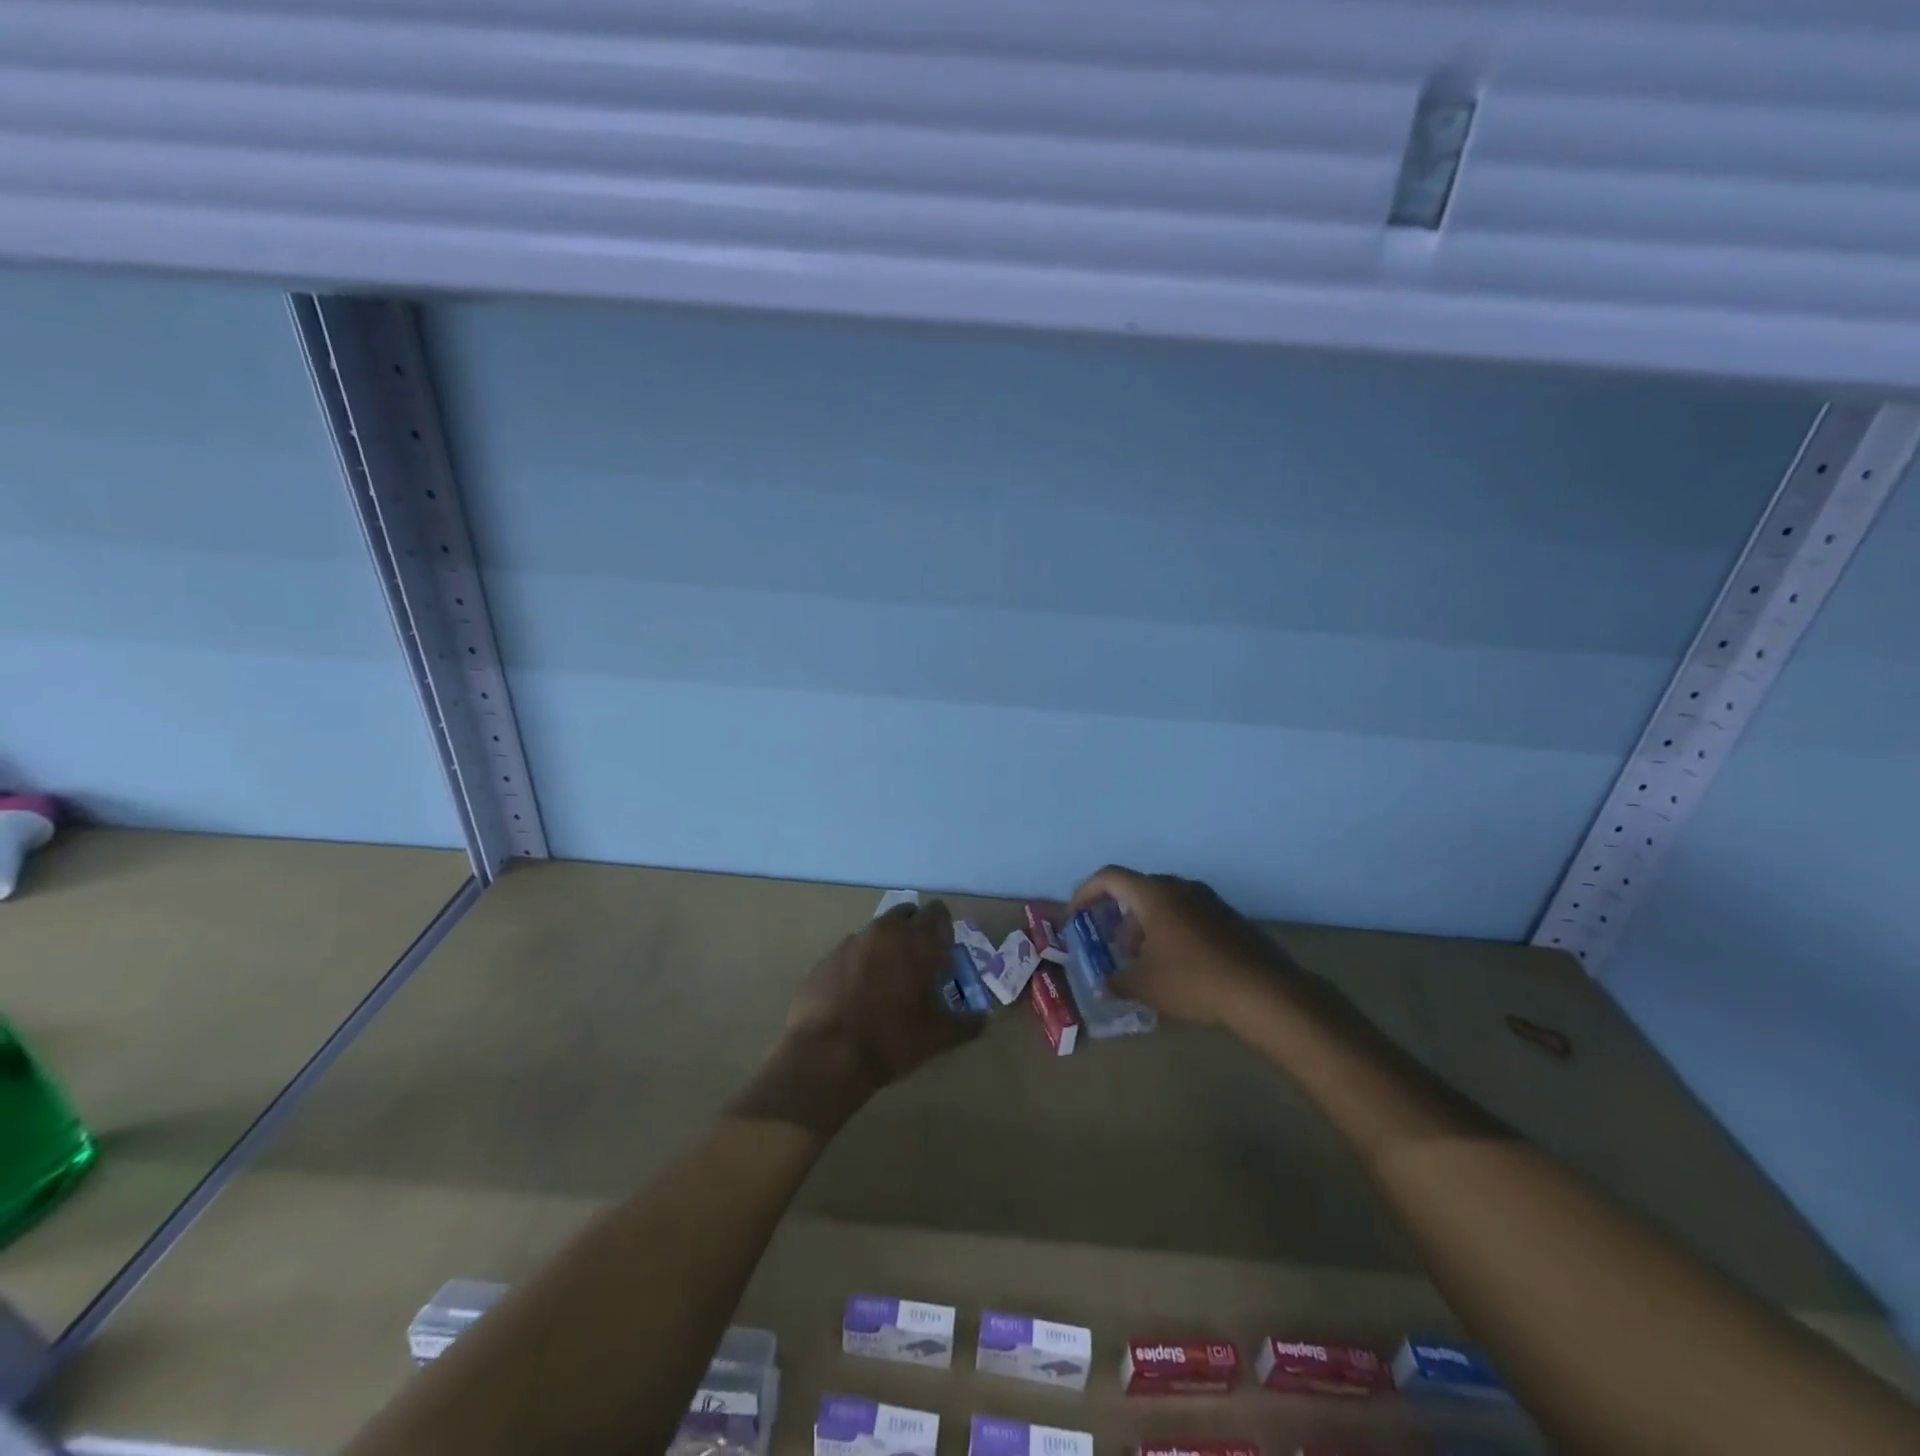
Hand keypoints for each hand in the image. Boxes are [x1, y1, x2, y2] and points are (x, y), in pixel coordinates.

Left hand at [734, 901, 981, 1134]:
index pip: (938, 913)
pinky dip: (858, 967)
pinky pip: (850, 954)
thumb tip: (982, 1019)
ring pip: (877, 934)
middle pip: (906, 916)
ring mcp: (852, 942)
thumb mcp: (940, 1036)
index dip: (943, 931)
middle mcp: (886, 930)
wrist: (828, 1054)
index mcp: (918, 940)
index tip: (943, 956)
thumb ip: (967, 1022)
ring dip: (885, 949)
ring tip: (884, 986)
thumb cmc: (893, 1038)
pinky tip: (855, 998)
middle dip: (914, 934)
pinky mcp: (826, 959)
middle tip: (917, 968)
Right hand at [1068, 866, 1295, 1029]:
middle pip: (1139, 892)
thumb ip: (1118, 981)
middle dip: (1122, 920)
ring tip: (1149, 965)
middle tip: (1119, 952)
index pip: (1109, 877)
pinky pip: (1189, 916)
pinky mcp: (1229, 918)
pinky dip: (1173, 933)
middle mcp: (1180, 887)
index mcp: (1154, 894)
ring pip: (1166, 905)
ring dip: (1148, 928)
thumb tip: (1105, 984)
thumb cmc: (1193, 980)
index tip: (1077, 915)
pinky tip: (1180, 968)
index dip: (1086, 892)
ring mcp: (1209, 900)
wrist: (1263, 991)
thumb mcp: (1145, 985)